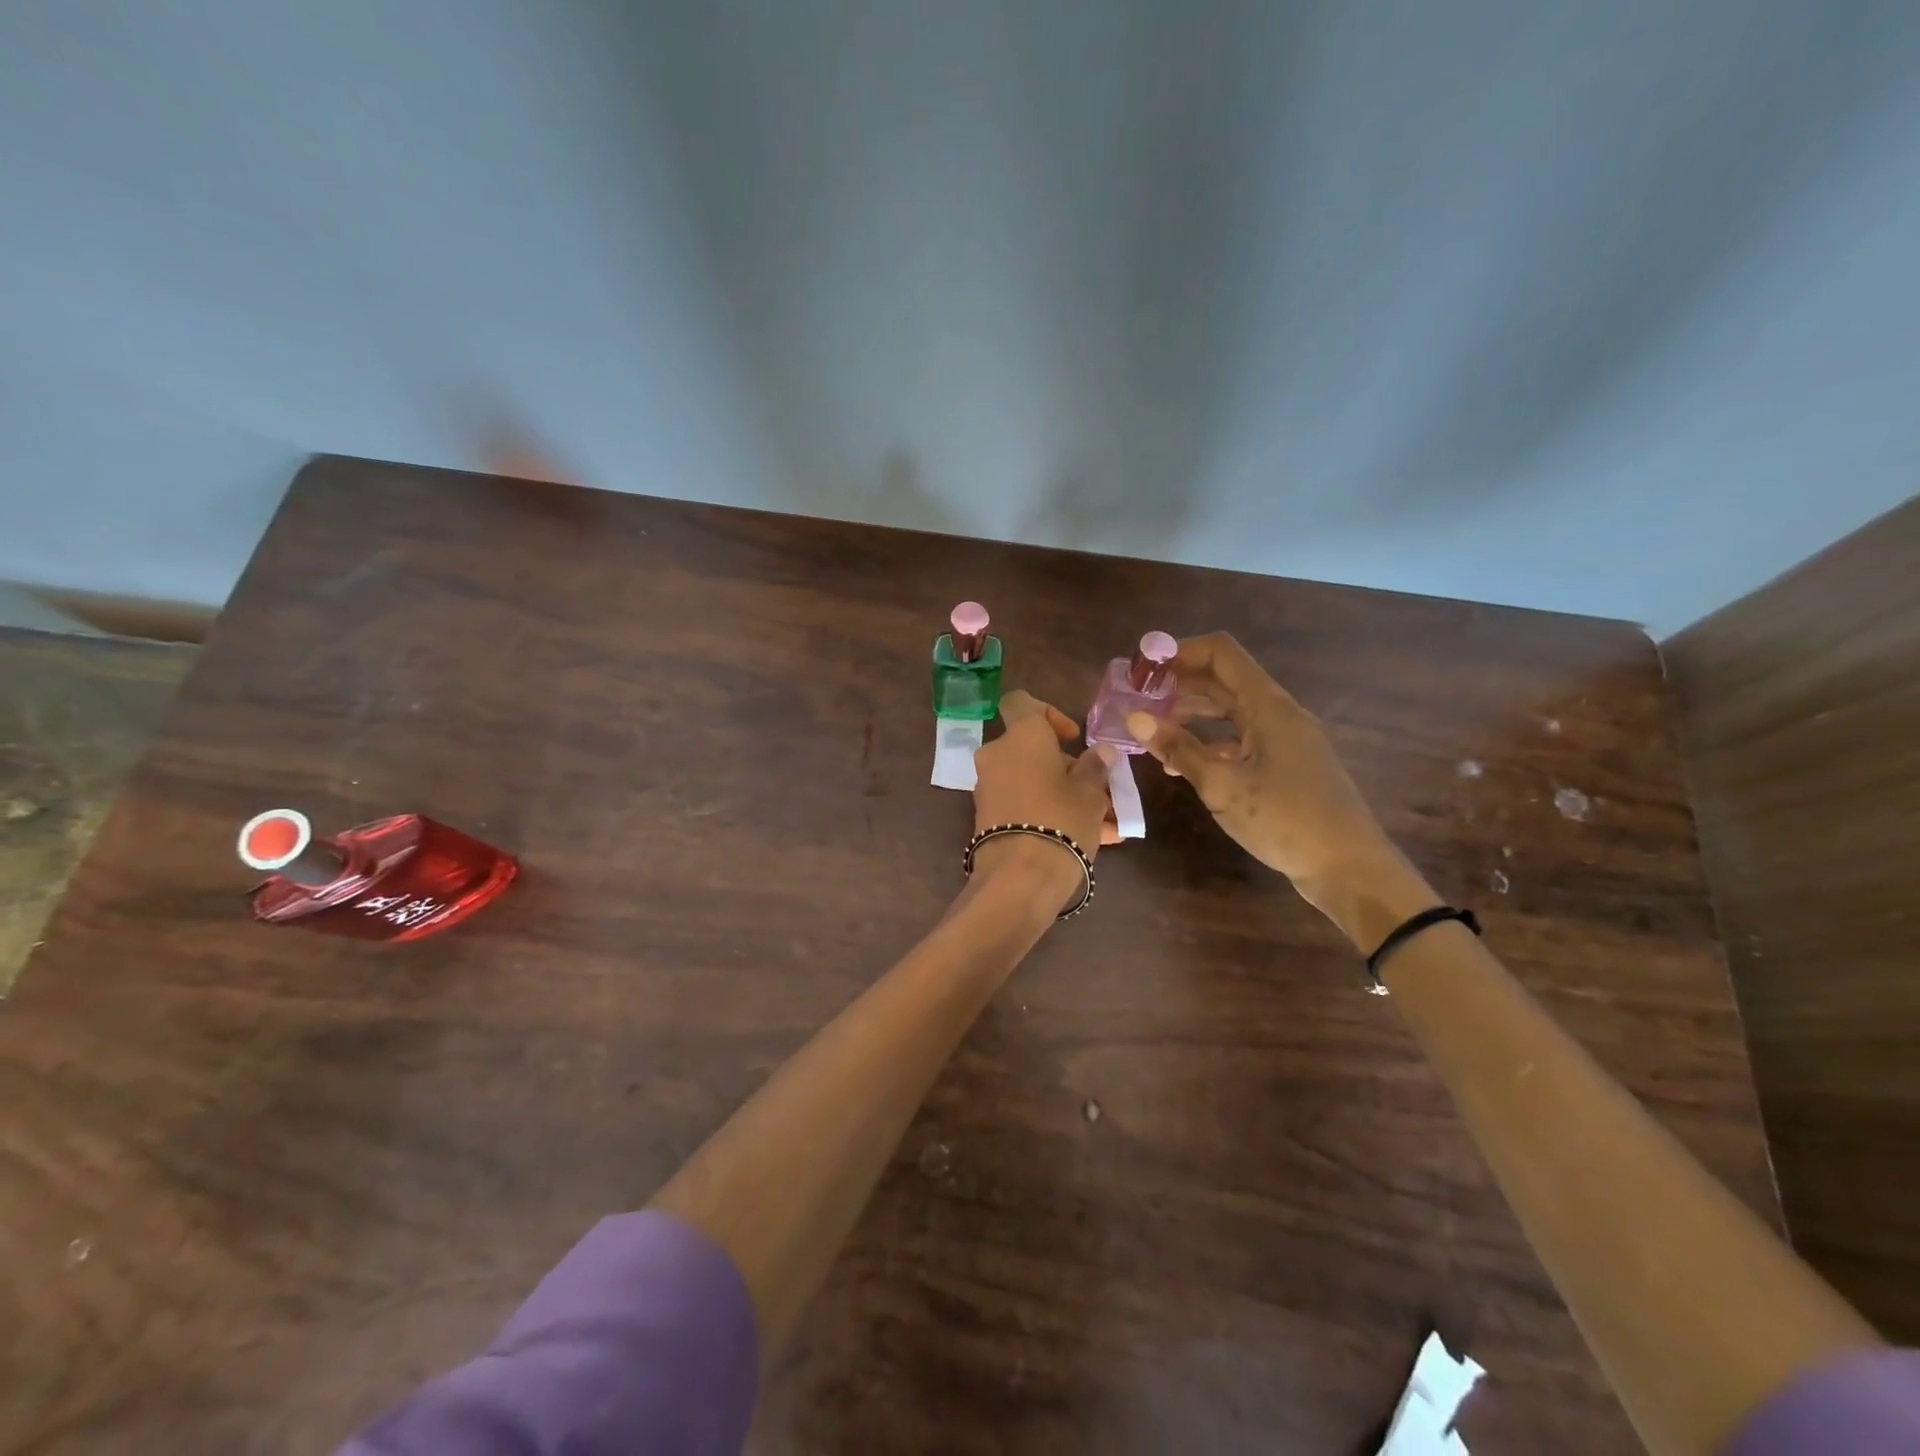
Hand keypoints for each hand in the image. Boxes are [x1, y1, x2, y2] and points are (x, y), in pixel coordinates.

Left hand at [970, 691, 1119, 901]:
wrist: (1020, 878)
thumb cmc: (1061, 819)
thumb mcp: (1090, 793)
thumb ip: (1096, 767)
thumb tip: (1101, 752)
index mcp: (1020, 736)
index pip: (1022, 703)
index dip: (1049, 714)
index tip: (1072, 738)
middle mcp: (997, 756)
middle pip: (1033, 750)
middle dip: (1068, 768)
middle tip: (1100, 792)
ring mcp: (988, 788)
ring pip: (1033, 782)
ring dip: (1065, 795)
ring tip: (1105, 824)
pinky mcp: (988, 818)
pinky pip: (1023, 805)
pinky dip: (1049, 814)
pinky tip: (1089, 839)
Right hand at [1126, 633, 1420, 924]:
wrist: (1350, 868)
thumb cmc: (1285, 821)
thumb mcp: (1222, 786)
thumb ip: (1178, 748)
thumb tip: (1134, 718)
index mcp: (1268, 706)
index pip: (1221, 653)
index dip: (1179, 652)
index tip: (1141, 668)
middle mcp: (1279, 713)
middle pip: (1224, 679)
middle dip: (1179, 684)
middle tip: (1137, 700)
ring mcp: (1286, 739)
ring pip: (1232, 710)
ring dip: (1192, 713)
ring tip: (1153, 729)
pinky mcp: (1287, 763)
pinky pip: (1242, 737)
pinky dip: (1211, 741)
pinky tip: (1185, 762)